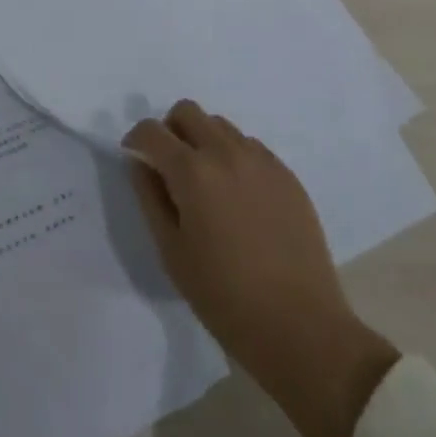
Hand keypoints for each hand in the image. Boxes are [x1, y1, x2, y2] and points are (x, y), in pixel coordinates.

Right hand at [124, 100, 397, 436]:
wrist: (300, 325)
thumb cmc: (224, 296)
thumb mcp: (172, 252)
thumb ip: (151, 198)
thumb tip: (141, 164)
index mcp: (192, 171)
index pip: (151, 131)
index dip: (136, 141)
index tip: (135, 160)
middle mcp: (226, 151)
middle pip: (187, 111)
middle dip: (170, 130)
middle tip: (169, 168)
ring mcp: (261, 159)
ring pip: (220, 125)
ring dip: (203, 140)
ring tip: (207, 185)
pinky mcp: (286, 173)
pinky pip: (249, 146)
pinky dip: (233, 157)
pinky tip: (238, 198)